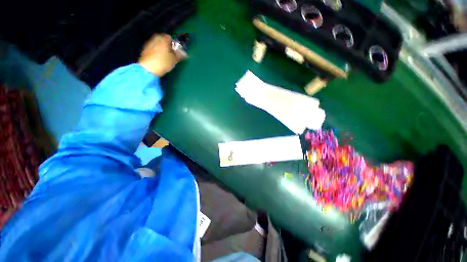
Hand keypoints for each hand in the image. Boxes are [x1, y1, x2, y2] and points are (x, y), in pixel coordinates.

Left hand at [138, 34, 184, 76]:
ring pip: (158, 44)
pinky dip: (157, 52)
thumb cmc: (163, 62)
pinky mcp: (145, 49)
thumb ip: (180, 55)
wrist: (149, 69)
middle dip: (168, 46)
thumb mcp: (174, 59)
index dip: (174, 44)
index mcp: (163, 38)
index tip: (176, 51)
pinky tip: (159, 59)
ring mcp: (149, 43)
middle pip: (163, 40)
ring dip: (162, 49)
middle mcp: (155, 38)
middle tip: (172, 55)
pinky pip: (154, 49)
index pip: (170, 38)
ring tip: (166, 58)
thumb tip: (185, 53)